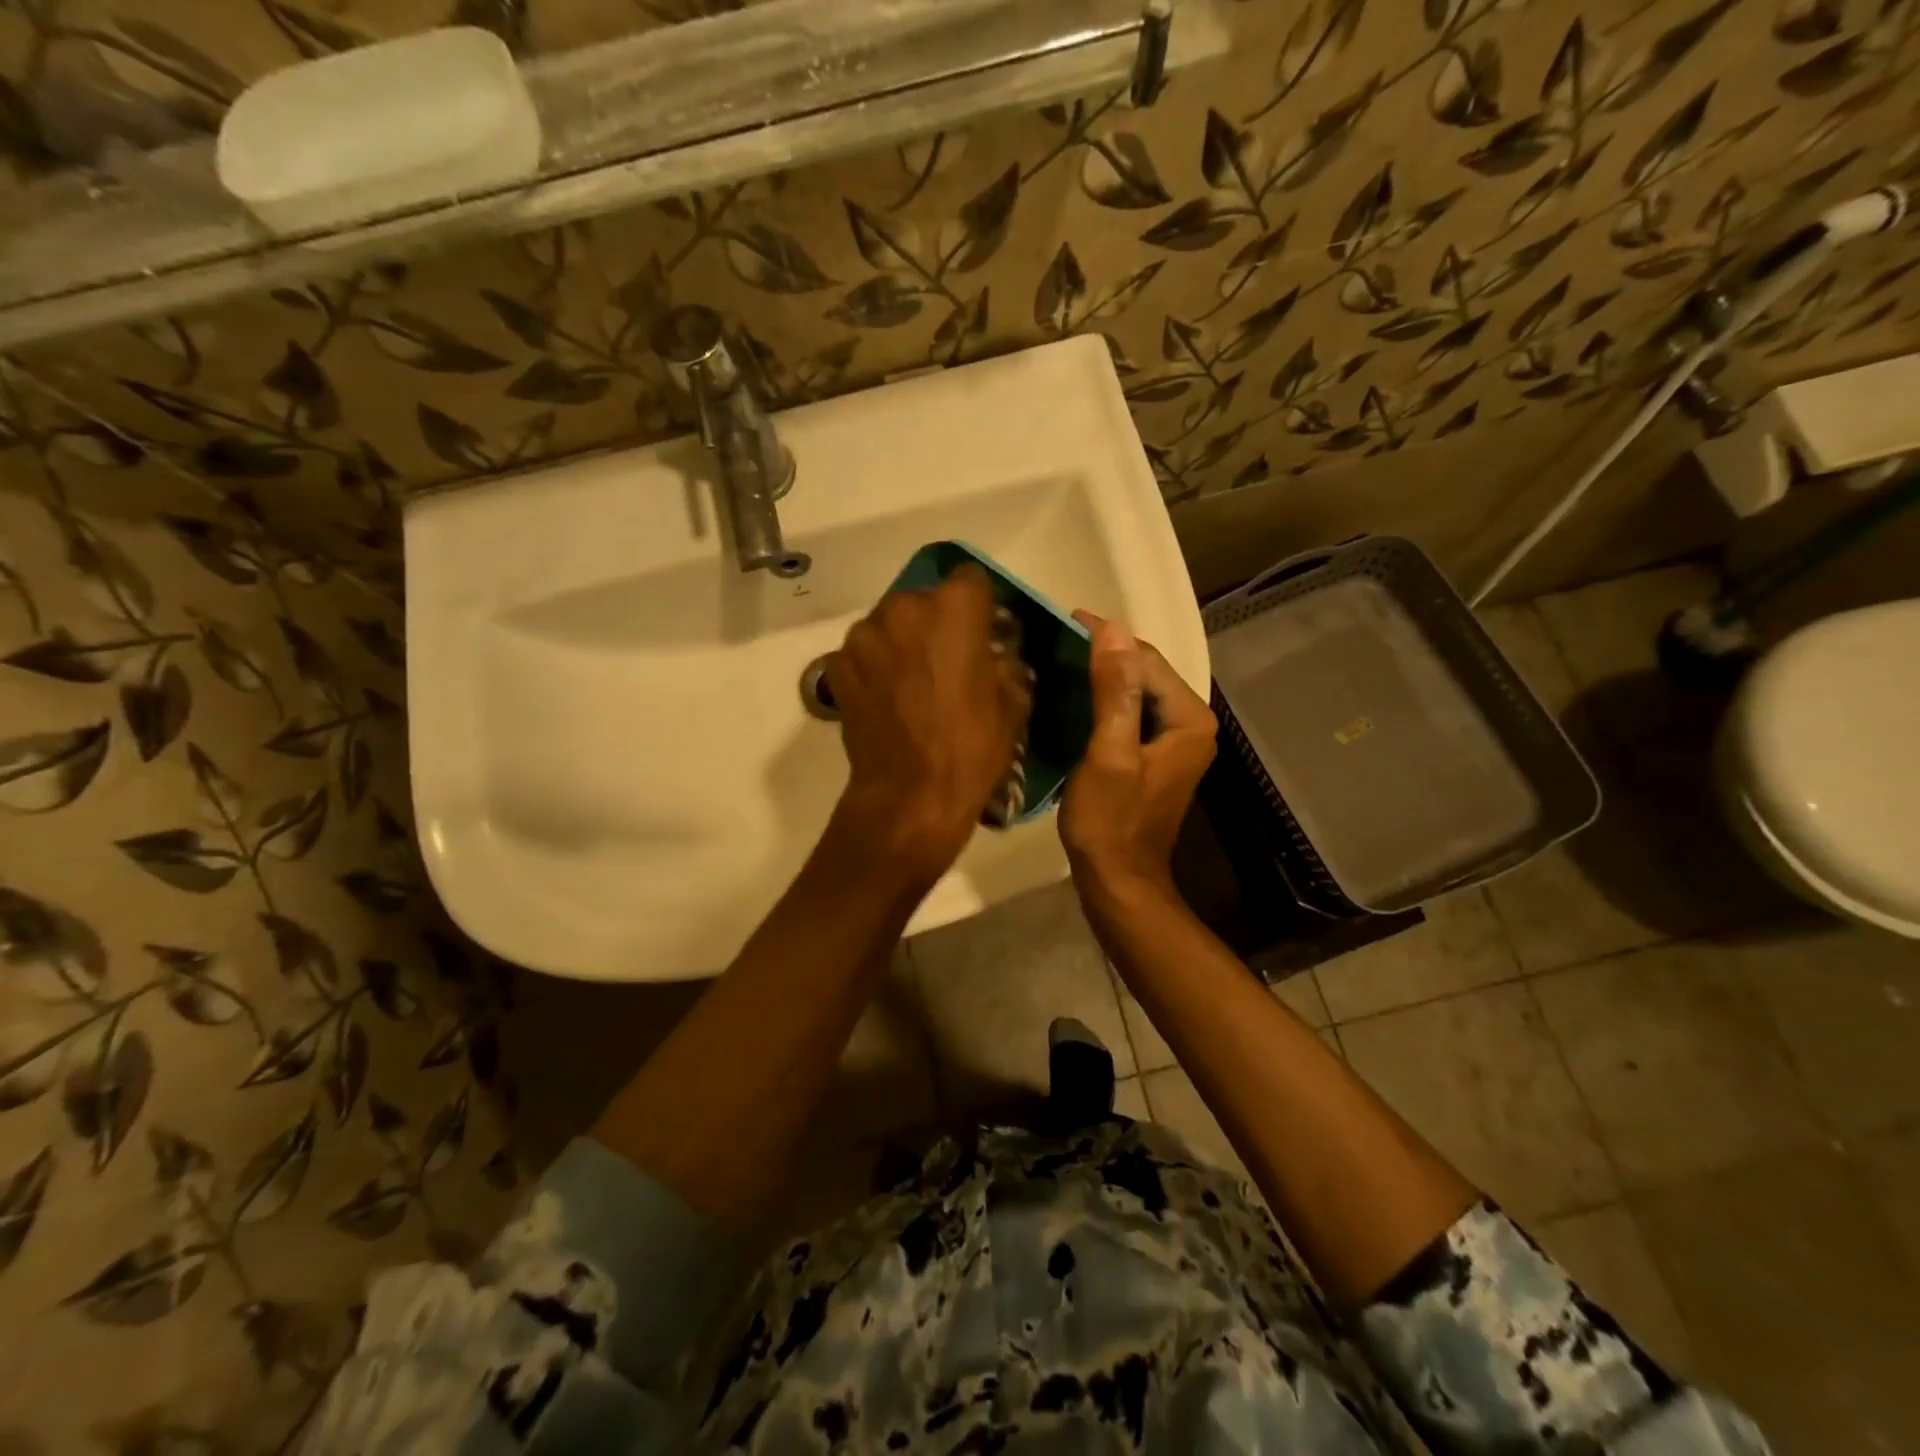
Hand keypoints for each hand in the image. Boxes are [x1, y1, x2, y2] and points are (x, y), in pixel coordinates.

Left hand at [825, 564, 1030, 882]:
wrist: (910, 795)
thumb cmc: (971, 748)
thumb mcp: (1013, 702)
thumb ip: (1005, 659)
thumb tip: (994, 649)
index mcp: (955, 608)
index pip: (970, 579)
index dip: (978, 605)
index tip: (981, 631)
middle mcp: (904, 607)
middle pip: (924, 600)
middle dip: (936, 623)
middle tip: (945, 661)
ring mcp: (864, 635)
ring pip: (890, 624)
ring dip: (902, 642)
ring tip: (911, 683)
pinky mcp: (837, 663)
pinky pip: (864, 652)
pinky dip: (875, 665)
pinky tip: (886, 698)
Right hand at [1060, 612, 1215, 900]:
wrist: (1118, 880)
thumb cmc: (1110, 821)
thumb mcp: (1108, 752)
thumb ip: (1114, 690)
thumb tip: (1113, 629)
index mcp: (1188, 719)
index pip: (1146, 658)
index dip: (1106, 637)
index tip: (1064, 620)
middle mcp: (1191, 724)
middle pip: (1144, 672)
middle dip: (1104, 653)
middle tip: (1056, 637)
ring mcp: (1175, 741)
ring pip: (1136, 692)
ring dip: (1102, 675)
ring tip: (1059, 659)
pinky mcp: (1155, 755)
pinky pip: (1130, 713)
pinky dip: (1104, 701)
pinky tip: (1074, 695)